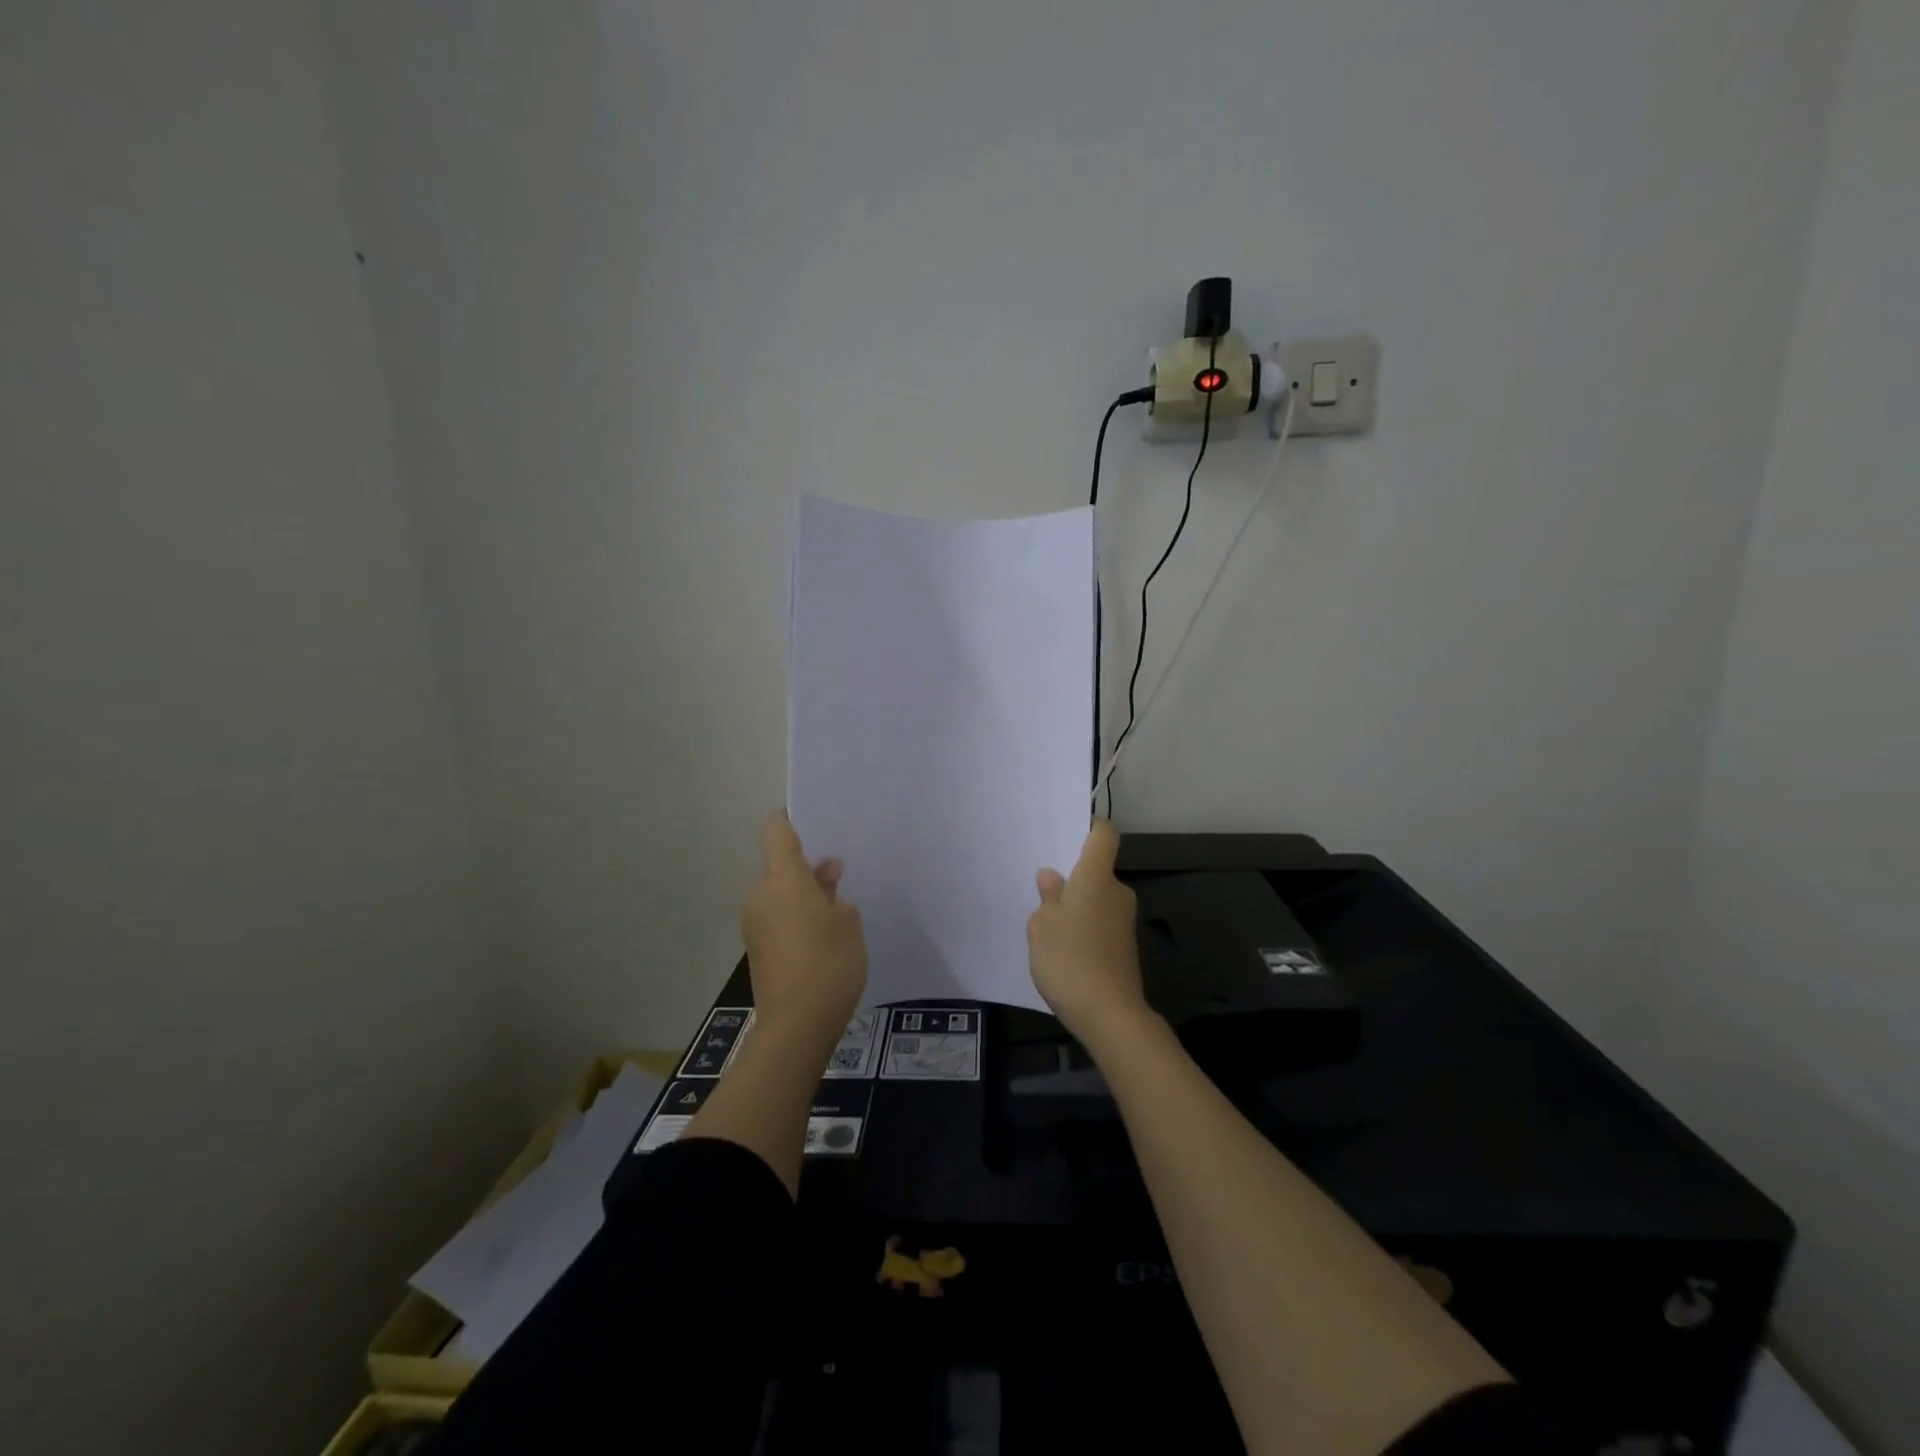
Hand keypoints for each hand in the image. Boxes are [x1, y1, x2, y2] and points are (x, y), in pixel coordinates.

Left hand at [742, 813, 867, 1043]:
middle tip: (840, 879)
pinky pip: (777, 917)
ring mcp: (754, 923)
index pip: (776, 830)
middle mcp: (760, 894)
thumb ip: (835, 893)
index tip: (815, 823)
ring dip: (803, 896)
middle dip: (807, 868)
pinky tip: (824, 937)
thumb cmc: (830, 963)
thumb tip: (824, 876)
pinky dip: (796, 918)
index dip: (791, 820)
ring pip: (779, 894)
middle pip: (780, 866)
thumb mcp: (848, 921)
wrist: (797, 1025)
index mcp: (782, 878)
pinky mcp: (756, 948)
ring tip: (838, 912)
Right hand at [1027, 820, 1148, 1047]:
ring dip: (1077, 906)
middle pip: (1097, 870)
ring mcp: (1124, 921)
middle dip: (1072, 877)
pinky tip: (1064, 948)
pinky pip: (1101, 923)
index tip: (1067, 835)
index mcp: (1096, 877)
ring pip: (1097, 899)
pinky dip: (1085, 928)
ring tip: (1047, 923)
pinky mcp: (1125, 946)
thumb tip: (1052, 877)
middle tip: (1041, 888)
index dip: (1089, 828)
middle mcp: (1117, 892)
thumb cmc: (1069, 959)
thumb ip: (1047, 897)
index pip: (1103, 835)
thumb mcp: (1042, 926)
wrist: (1110, 1014)